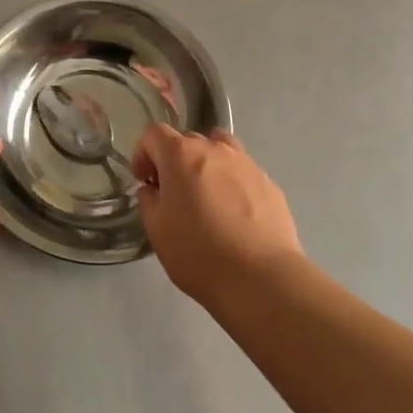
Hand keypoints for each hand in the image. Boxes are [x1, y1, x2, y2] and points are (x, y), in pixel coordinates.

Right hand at [132, 124, 303, 306]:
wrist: (261, 278)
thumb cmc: (199, 253)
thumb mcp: (157, 231)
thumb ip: (149, 201)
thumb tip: (154, 190)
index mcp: (181, 155)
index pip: (154, 134)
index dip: (143, 154)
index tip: (145, 181)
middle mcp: (214, 149)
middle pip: (187, 140)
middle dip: (175, 161)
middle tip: (173, 194)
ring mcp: (246, 163)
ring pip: (220, 150)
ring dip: (207, 165)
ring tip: (207, 196)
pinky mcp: (269, 182)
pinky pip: (242, 172)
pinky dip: (232, 183)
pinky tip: (235, 216)